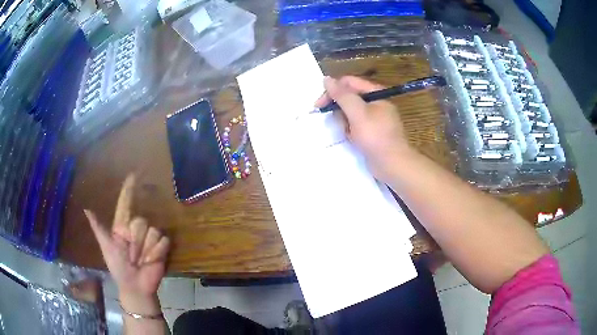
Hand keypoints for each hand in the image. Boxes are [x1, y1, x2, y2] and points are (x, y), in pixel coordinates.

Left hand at [84, 175, 169, 312]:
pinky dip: (156, 252)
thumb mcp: (106, 247)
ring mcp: (150, 237)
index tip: (133, 175)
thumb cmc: (118, 267)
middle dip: (135, 242)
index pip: (125, 203)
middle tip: (131, 256)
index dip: (128, 190)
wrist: (135, 286)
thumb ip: (98, 228)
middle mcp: (136, 229)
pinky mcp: (162, 247)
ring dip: (145, 250)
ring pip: (152, 231)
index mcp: (121, 226)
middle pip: (140, 221)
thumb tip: (86, 209)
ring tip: (141, 261)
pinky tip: (151, 261)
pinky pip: (163, 241)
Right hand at [315, 76, 413, 181]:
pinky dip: (351, 131)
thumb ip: (342, 95)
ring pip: (350, 112)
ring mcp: (374, 118)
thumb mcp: (357, 113)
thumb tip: (326, 78)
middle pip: (349, 97)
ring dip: (345, 122)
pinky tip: (353, 140)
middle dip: (339, 109)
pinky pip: (355, 125)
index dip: (332, 90)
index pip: (349, 83)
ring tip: (349, 134)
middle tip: (335, 122)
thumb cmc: (376, 136)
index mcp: (376, 93)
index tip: (319, 105)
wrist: (393, 164)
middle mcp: (375, 102)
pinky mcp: (372, 132)